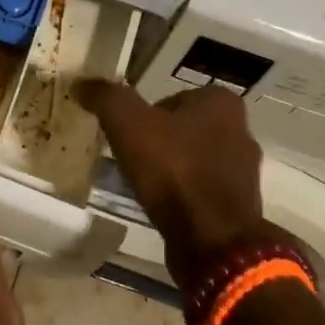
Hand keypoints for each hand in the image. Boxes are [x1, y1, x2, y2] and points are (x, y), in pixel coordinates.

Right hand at [76, 81, 266, 291]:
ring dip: (170, 170)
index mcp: (221, 102)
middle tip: (129, 158)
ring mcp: (242, 171)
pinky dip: (181, 195)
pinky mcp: (239, 205)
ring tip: (141, 185)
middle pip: (182, 129)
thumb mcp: (130, 124)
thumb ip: (107, 98)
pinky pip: (200, 190)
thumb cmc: (174, 170)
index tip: (126, 134)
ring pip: (192, 160)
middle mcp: (240, 130)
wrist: (213, 241)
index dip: (145, 114)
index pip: (171, 98)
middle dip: (158, 141)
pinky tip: (160, 207)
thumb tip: (82, 83)